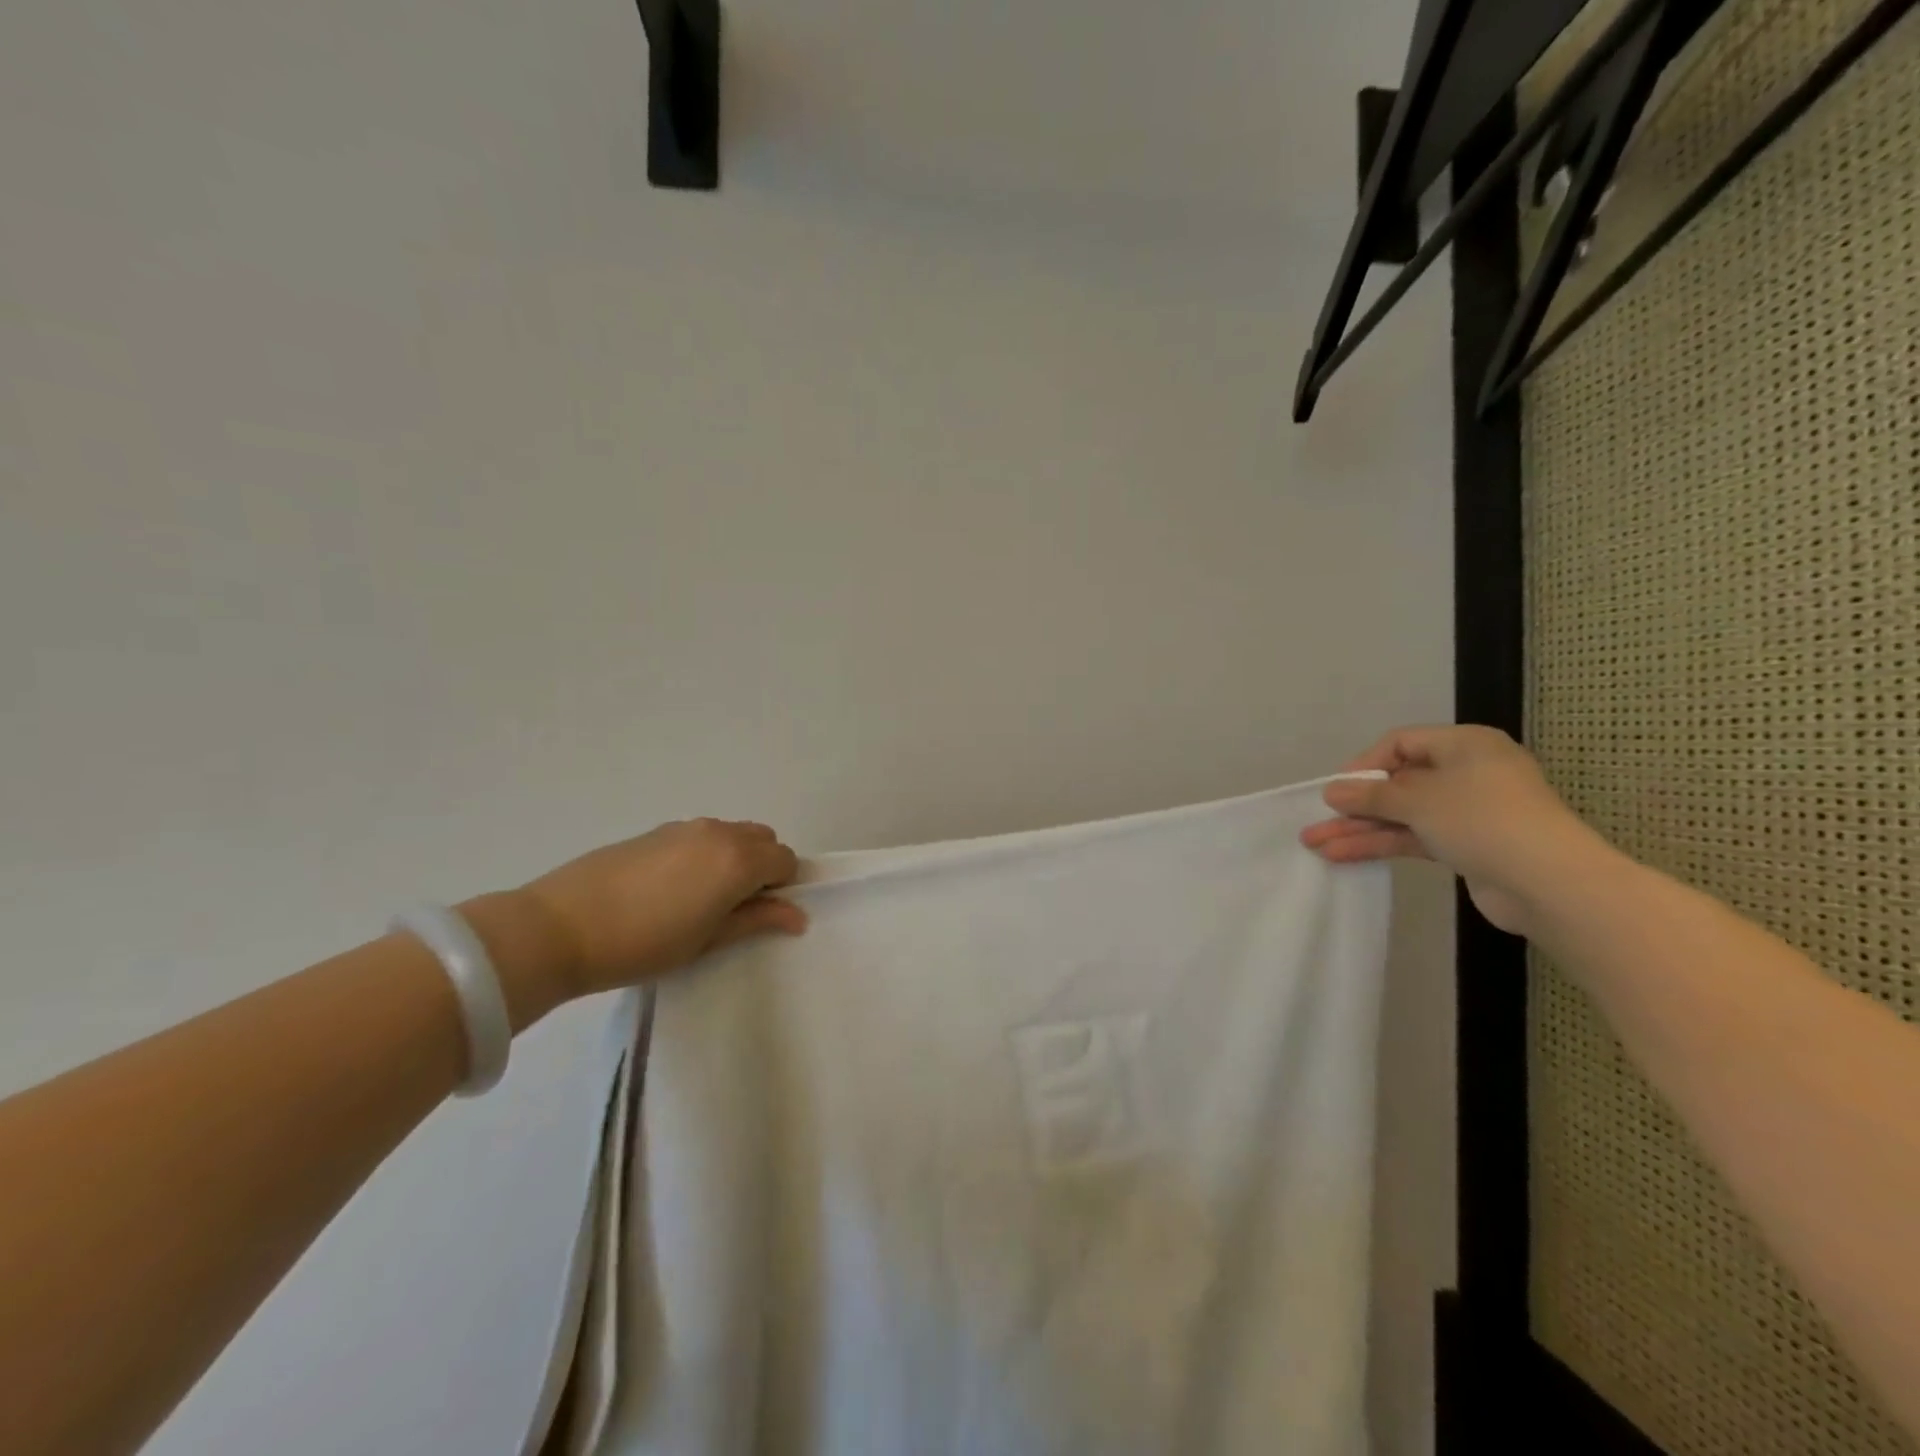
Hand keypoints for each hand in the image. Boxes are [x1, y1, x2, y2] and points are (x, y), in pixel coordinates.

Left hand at [519, 819, 806, 999]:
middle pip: (763, 839)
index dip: (783, 887)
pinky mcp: (656, 830)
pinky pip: (701, 835)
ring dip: (735, 858)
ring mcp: (685, 827)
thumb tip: (797, 915)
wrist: (560, 927)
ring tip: (703, 898)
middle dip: (763, 867)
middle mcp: (718, 832)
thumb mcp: (707, 940)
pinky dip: (706, 853)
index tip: (762, 914)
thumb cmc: (644, 944)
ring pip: (731, 834)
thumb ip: (756, 920)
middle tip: (737, 906)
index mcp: (738, 859)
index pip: (785, 860)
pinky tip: (673, 887)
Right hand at [1300, 725, 1610, 935]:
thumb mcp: (1418, 800)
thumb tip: (1331, 791)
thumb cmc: (1483, 819)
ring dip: (1361, 829)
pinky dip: (1382, 844)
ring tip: (1317, 844)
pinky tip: (1344, 855)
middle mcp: (1468, 773)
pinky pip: (1415, 837)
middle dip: (1356, 804)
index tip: (1338, 789)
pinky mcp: (1467, 846)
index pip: (1402, 743)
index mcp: (1465, 745)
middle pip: (1399, 783)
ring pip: (1403, 815)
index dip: (1365, 764)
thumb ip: (1371, 795)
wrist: (1550, 884)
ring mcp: (1469, 812)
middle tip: (1318, 820)